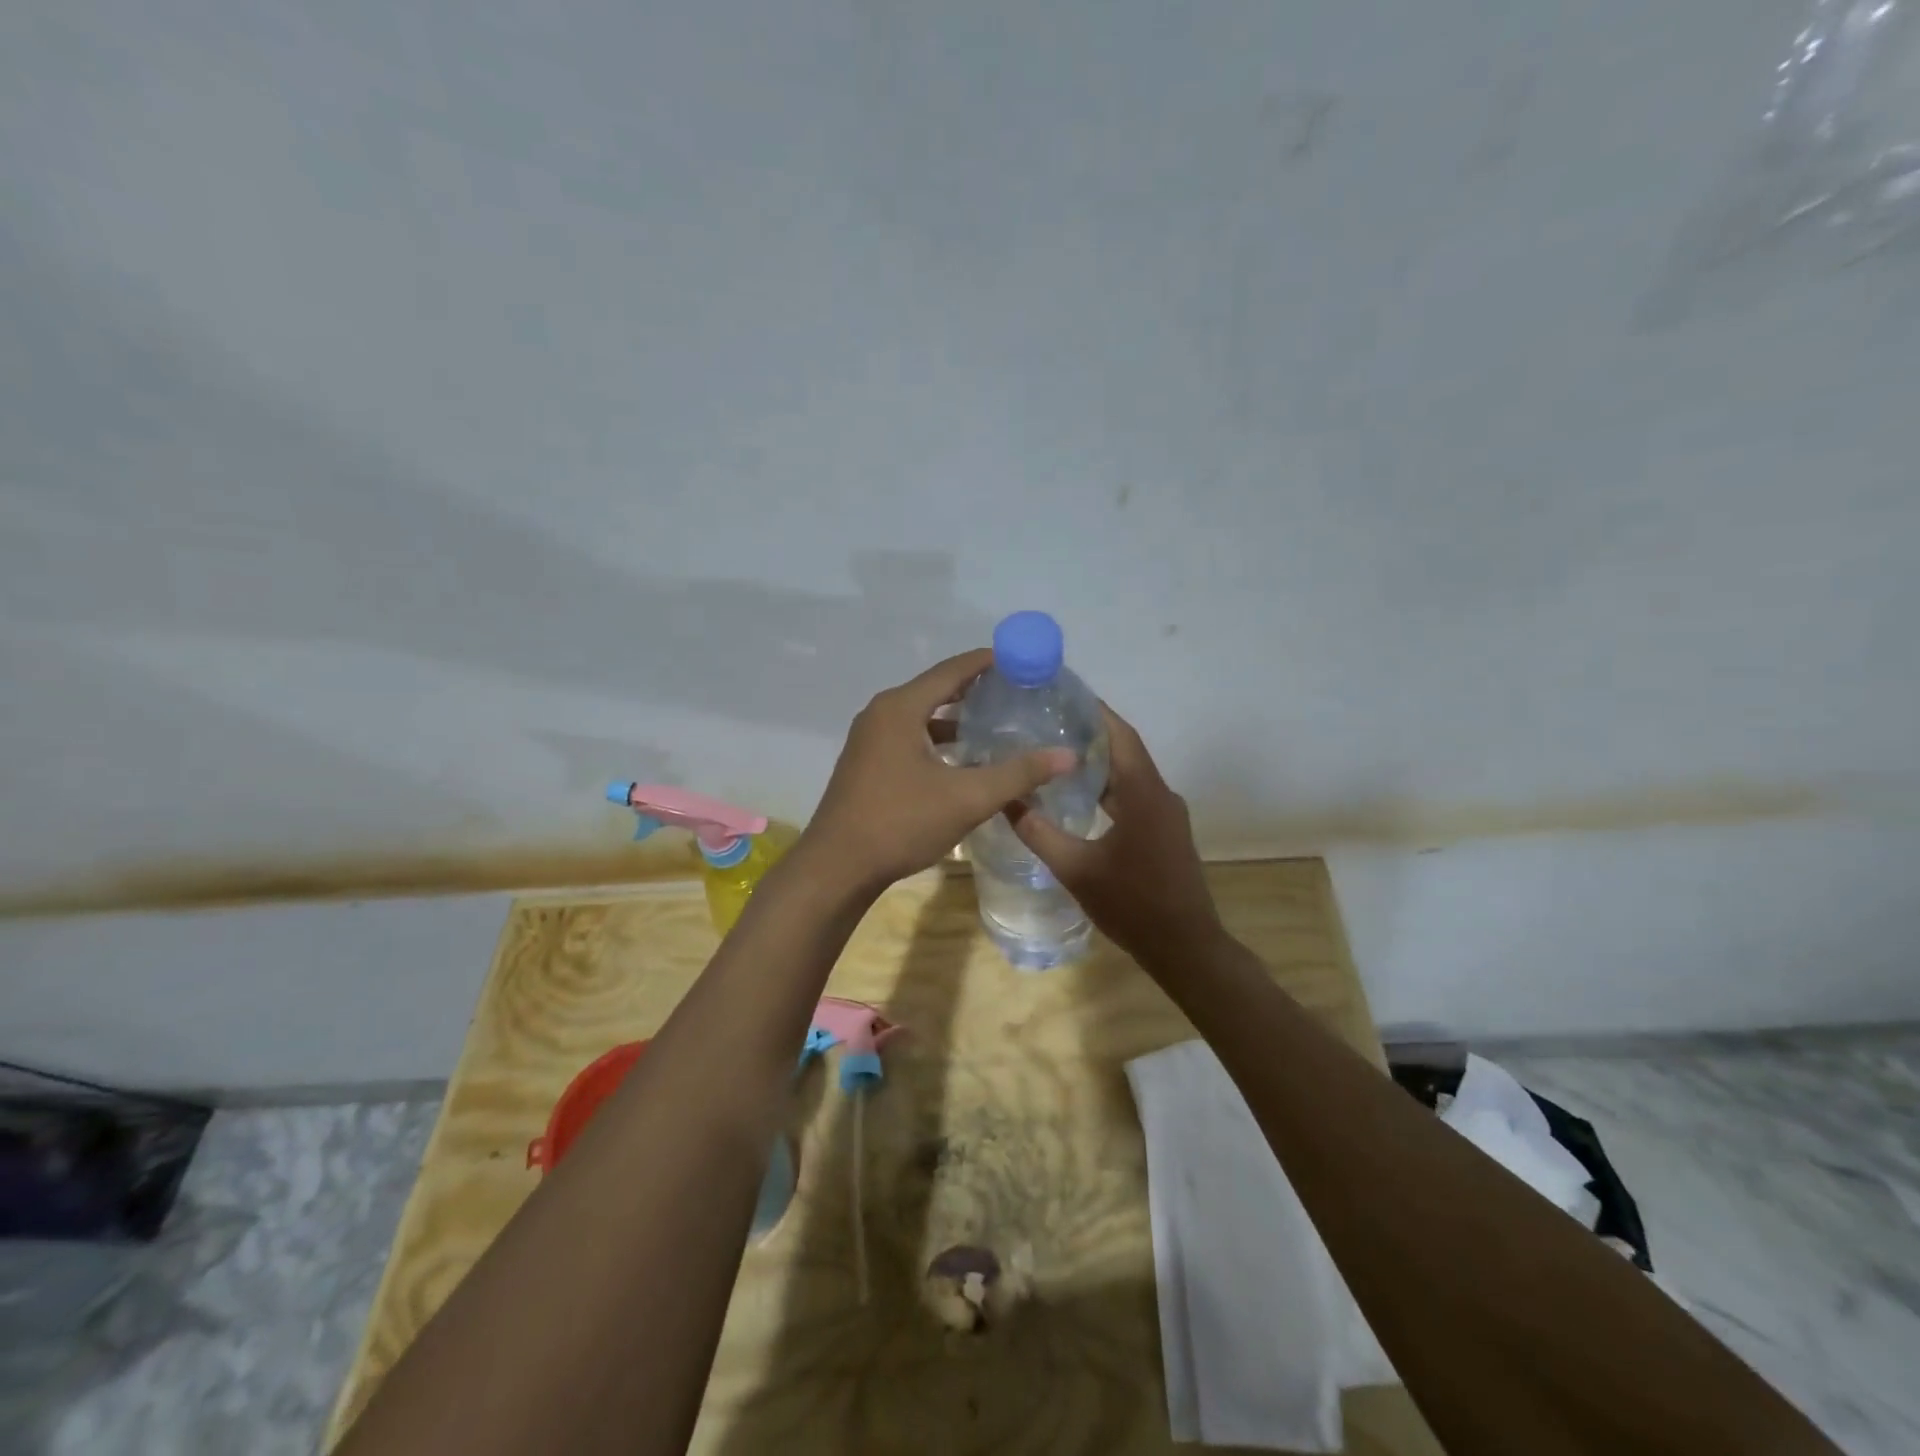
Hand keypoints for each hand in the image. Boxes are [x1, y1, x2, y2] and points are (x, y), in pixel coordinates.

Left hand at [802, 650, 1075, 893]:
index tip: (1022, 659)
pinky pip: (909, 738)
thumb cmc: (900, 823)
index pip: (951, 670)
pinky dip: (938, 741)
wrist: (837, 868)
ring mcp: (869, 740)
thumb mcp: (967, 798)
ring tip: (996, 725)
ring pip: (921, 717)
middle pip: (935, 690)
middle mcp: (881, 714)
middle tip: (1017, 692)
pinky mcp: (867, 764)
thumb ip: (1018, 774)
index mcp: (900, 708)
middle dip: (975, 689)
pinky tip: (962, 761)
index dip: (987, 662)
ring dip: (956, 719)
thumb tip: (1068, 756)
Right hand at [1007, 703, 1221, 970]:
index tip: (1061, 693)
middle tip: (1046, 721)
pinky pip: (1134, 794)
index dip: (1093, 710)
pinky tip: (1079, 795)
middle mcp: (1160, 794)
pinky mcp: (1165, 831)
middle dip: (1088, 732)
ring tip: (1055, 751)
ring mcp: (1166, 813)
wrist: (1185, 947)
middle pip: (1123, 749)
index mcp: (1143, 793)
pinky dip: (1107, 786)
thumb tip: (1006, 800)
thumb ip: (1039, 832)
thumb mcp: (1075, 869)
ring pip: (1129, 774)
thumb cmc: (1132, 904)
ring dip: (1098, 761)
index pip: (1119, 735)